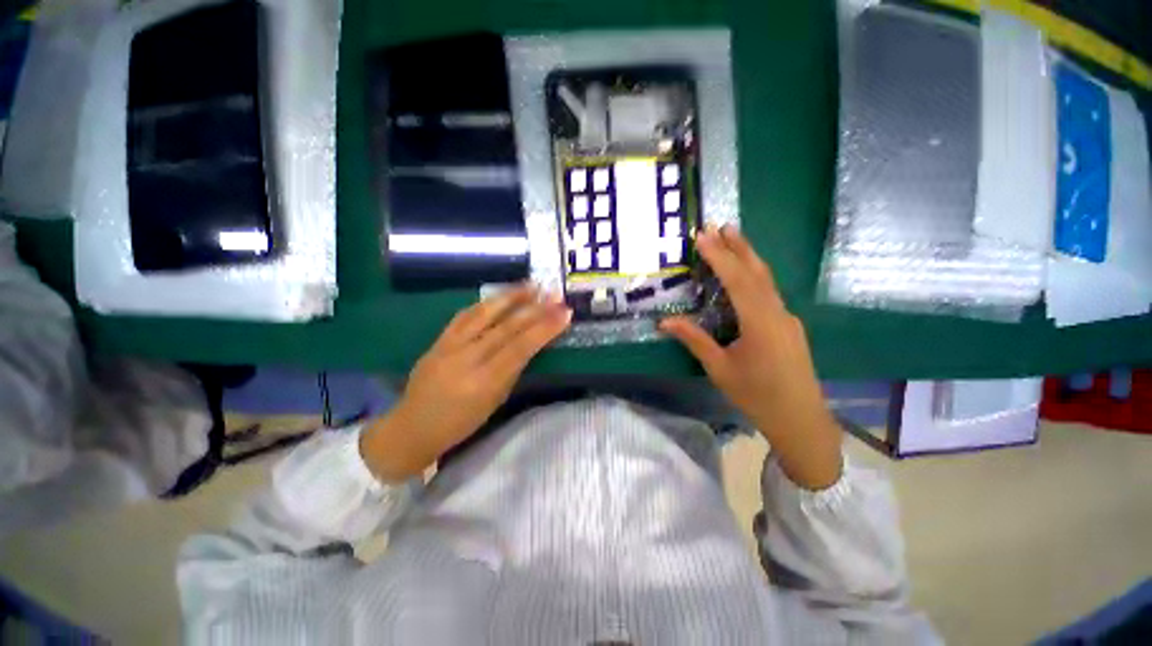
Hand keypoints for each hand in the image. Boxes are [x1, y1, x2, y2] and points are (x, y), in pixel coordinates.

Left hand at [360, 286, 571, 480]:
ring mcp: (449, 346)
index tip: (564, 313)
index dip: (545, 328)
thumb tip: (530, 344)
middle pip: (506, 328)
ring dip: (511, 297)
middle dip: (535, 309)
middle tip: (555, 294)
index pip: (521, 348)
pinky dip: (486, 303)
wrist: (411, 427)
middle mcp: (467, 359)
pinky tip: (501, 295)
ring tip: (532, 285)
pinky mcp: (438, 340)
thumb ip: (512, 371)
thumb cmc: (460, 424)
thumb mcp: (494, 403)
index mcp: (484, 382)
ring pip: (484, 314)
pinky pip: (464, 315)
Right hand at [660, 226, 841, 489]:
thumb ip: (694, 340)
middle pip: (757, 272)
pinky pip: (769, 293)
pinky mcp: (789, 326)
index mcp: (760, 322)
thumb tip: (664, 322)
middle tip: (720, 225)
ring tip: (732, 238)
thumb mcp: (720, 368)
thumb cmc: (756, 396)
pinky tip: (745, 276)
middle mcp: (777, 313)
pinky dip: (754, 277)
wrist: (801, 420)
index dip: (719, 257)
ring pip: (767, 281)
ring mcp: (787, 318)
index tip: (702, 237)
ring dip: (748, 258)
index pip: (738, 280)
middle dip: (738, 247)